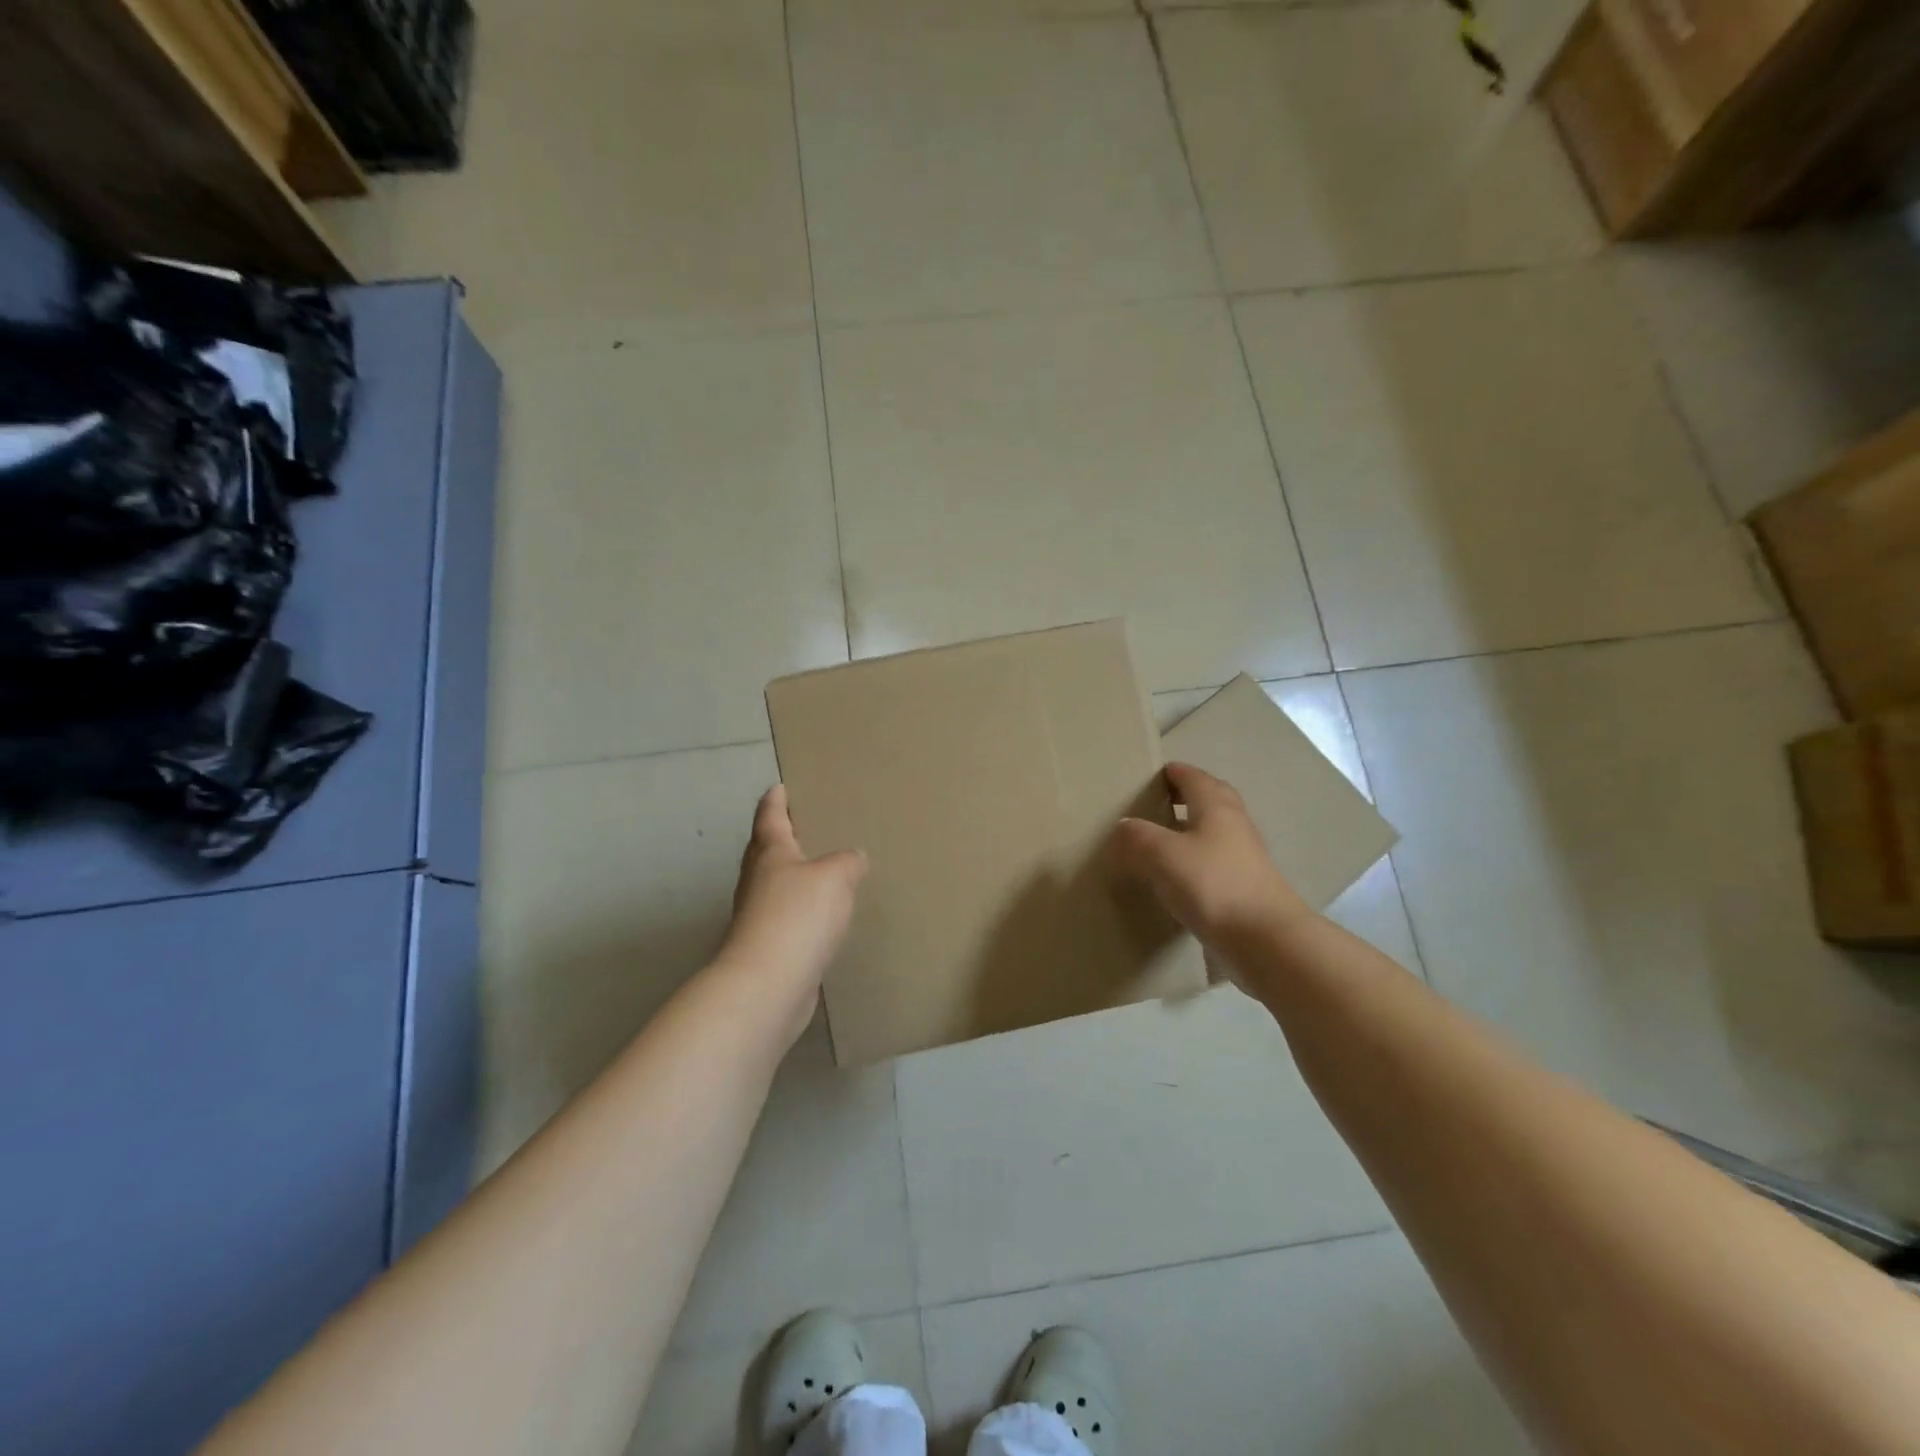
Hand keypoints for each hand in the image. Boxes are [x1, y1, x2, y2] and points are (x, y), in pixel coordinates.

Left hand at [717, 786, 867, 1044]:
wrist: (768, 984)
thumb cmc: (798, 916)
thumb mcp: (835, 877)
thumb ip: (848, 862)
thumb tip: (854, 858)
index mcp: (770, 854)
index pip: (770, 818)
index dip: (775, 801)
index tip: (778, 787)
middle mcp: (757, 882)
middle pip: (764, 851)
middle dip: (778, 837)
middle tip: (798, 825)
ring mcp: (757, 917)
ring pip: (773, 886)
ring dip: (789, 876)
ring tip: (816, 870)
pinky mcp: (767, 949)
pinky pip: (784, 918)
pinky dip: (799, 911)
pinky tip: (818, 918)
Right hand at [1109, 763, 1311, 960]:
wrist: (1264, 941)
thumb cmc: (1213, 885)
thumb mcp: (1162, 855)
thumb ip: (1137, 836)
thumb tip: (1124, 825)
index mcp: (1216, 806)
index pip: (1192, 776)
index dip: (1171, 772)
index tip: (1148, 776)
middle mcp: (1233, 825)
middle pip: (1209, 799)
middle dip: (1183, 797)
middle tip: (1153, 804)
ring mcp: (1242, 858)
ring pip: (1211, 832)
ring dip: (1188, 831)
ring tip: (1156, 842)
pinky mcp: (1243, 889)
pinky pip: (1212, 864)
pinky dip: (1193, 862)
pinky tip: (1173, 880)